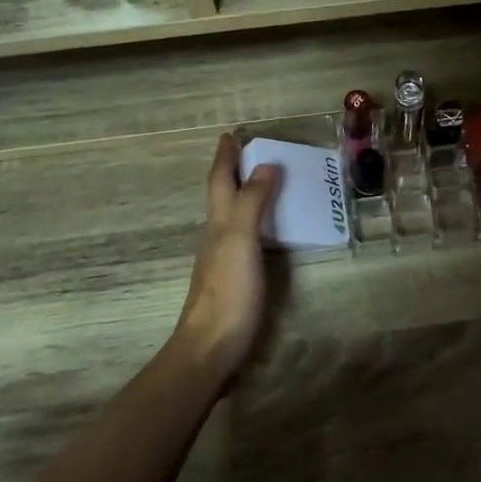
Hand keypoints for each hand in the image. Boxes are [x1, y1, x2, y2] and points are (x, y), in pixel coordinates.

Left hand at [173, 134, 279, 386]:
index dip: (225, 157)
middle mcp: (217, 235)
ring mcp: (223, 258)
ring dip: (245, 195)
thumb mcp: (240, 240)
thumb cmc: (227, 291)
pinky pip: (246, 237)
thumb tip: (266, 165)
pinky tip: (268, 230)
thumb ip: (252, 202)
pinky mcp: (234, 278)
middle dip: (234, 171)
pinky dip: (256, 222)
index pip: (220, 180)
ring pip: (232, 215)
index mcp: (218, 222)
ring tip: (267, 183)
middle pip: (223, 195)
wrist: (211, 347)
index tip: (231, 134)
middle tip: (253, 152)